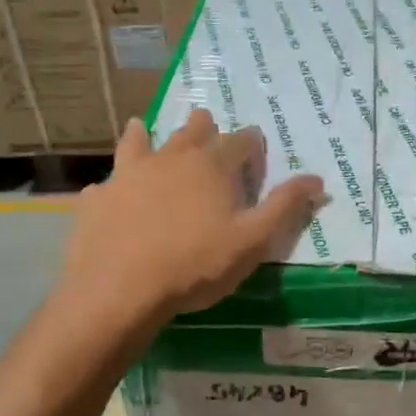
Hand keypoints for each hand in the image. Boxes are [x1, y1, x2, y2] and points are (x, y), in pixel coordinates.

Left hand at [64, 109, 325, 325]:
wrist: (121, 289)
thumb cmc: (197, 264)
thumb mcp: (253, 240)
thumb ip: (285, 207)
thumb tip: (317, 179)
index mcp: (213, 166)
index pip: (241, 141)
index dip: (252, 144)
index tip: (256, 149)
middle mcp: (171, 158)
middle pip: (192, 131)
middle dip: (205, 127)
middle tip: (207, 126)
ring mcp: (129, 174)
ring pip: (140, 141)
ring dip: (147, 134)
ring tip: (144, 128)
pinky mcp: (98, 198)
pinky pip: (106, 183)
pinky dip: (113, 183)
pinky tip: (109, 191)